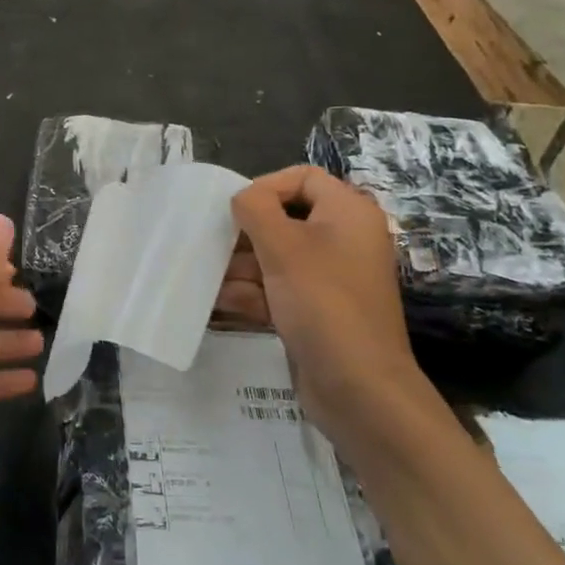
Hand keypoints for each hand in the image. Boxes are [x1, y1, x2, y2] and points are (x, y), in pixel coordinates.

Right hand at [225, 166, 414, 438]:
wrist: (359, 387)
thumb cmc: (322, 302)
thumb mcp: (283, 246)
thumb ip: (255, 209)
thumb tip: (242, 198)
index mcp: (348, 213)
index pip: (303, 178)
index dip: (266, 186)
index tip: (236, 211)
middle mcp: (343, 239)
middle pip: (285, 218)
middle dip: (245, 232)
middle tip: (212, 245)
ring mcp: (330, 277)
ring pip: (277, 256)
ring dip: (241, 265)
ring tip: (206, 276)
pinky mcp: (317, 310)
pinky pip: (279, 288)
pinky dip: (251, 292)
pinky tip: (219, 301)